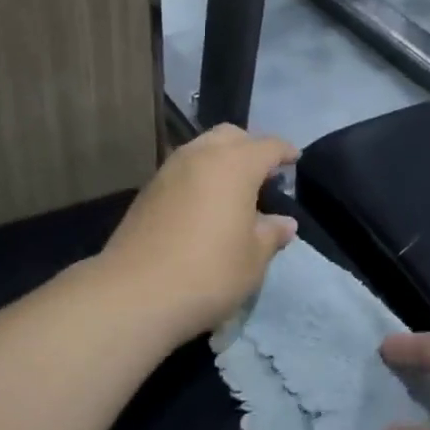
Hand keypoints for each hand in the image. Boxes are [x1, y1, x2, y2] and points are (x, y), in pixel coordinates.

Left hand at [99, 125, 300, 340]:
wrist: (135, 294)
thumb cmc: (208, 272)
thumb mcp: (253, 259)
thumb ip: (271, 234)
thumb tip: (284, 223)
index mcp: (234, 164)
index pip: (268, 146)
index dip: (285, 151)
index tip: (294, 159)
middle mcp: (200, 156)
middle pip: (231, 136)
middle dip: (250, 147)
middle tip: (263, 173)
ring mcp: (168, 171)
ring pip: (202, 149)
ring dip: (221, 159)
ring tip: (233, 190)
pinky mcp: (147, 191)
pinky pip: (182, 170)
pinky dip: (199, 176)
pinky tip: (204, 205)